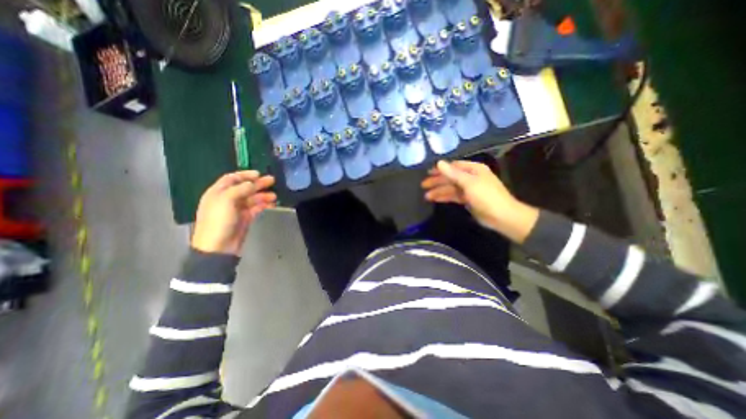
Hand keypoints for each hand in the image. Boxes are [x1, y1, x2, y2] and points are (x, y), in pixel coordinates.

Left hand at [191, 170, 275, 255]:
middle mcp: (227, 199)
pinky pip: (256, 208)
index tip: (259, 174)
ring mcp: (237, 209)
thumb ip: (240, 189)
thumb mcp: (226, 200)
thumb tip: (253, 183)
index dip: (245, 175)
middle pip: (244, 188)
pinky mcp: (245, 218)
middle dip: (258, 184)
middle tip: (272, 181)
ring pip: (252, 198)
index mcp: (218, 192)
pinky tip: (272, 205)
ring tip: (275, 196)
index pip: (232, 178)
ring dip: (263, 196)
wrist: (218, 247)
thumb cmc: (218, 221)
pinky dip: (264, 205)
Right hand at [419, 161, 536, 242]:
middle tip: (423, 185)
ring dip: (439, 191)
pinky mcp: (467, 200)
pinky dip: (444, 197)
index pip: (453, 166)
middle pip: (450, 177)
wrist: (501, 217)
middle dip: (437, 181)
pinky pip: (453, 196)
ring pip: (450, 188)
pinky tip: (435, 199)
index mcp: (473, 169)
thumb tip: (439, 162)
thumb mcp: (469, 183)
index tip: (428, 173)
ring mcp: (469, 189)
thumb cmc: (486, 197)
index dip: (440, 169)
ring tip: (426, 196)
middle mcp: (471, 177)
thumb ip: (453, 173)